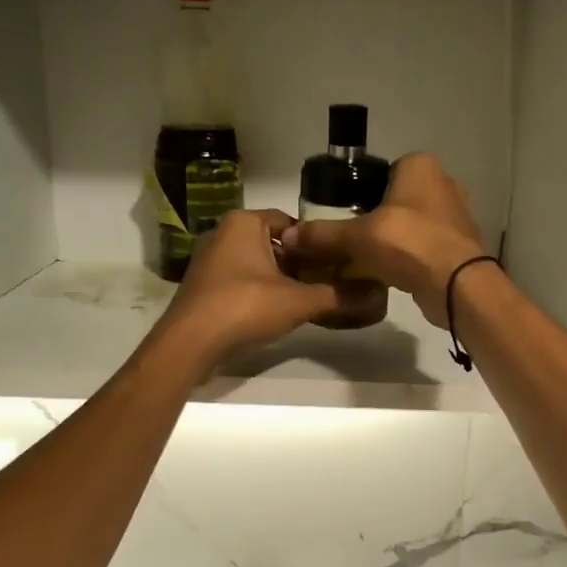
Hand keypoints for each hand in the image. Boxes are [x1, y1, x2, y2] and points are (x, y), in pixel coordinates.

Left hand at [158, 208, 349, 368]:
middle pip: (274, 244)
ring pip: (256, 264)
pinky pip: (240, 282)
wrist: (190, 344)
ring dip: (280, 280)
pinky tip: (277, 314)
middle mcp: (223, 234)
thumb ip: (337, 296)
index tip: (336, 262)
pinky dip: (260, 293)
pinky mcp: (203, 287)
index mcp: (244, 223)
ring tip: (308, 300)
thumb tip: (376, 296)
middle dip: (299, 263)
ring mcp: (209, 261)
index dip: (315, 242)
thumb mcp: (298, 301)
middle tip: (327, 283)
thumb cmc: (244, 307)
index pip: (290, 222)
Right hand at [280, 153, 490, 325]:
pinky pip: (420, 246)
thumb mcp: (358, 236)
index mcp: (420, 166)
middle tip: (346, 240)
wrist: (457, 286)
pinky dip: (403, 257)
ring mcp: (453, 216)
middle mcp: (441, 184)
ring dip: (387, 240)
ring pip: (407, 224)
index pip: (379, 172)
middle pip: (392, 199)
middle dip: (371, 219)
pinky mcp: (456, 246)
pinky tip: (384, 273)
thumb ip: (323, 234)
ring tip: (360, 259)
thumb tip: (288, 237)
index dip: (356, 192)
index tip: (340, 215)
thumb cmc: (410, 244)